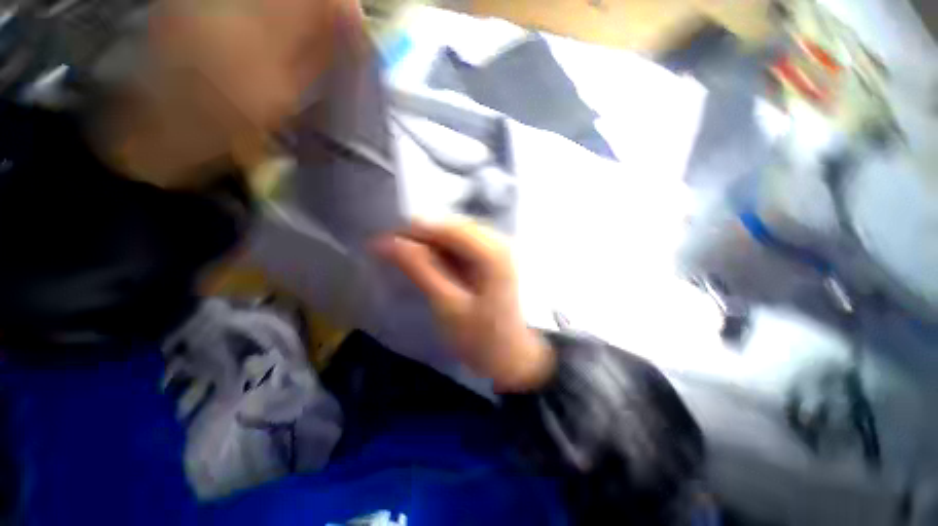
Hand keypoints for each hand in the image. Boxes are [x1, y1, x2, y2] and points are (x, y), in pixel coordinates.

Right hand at [373, 219, 554, 391]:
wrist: (518, 359)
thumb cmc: (485, 340)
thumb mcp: (448, 306)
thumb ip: (420, 270)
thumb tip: (387, 242)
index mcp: (493, 252)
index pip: (446, 227)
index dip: (412, 230)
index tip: (382, 242)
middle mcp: (500, 241)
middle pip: (452, 227)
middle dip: (421, 238)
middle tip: (393, 253)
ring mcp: (500, 249)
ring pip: (456, 235)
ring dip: (431, 246)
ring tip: (408, 261)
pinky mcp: (495, 259)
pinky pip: (464, 246)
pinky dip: (444, 253)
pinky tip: (432, 266)